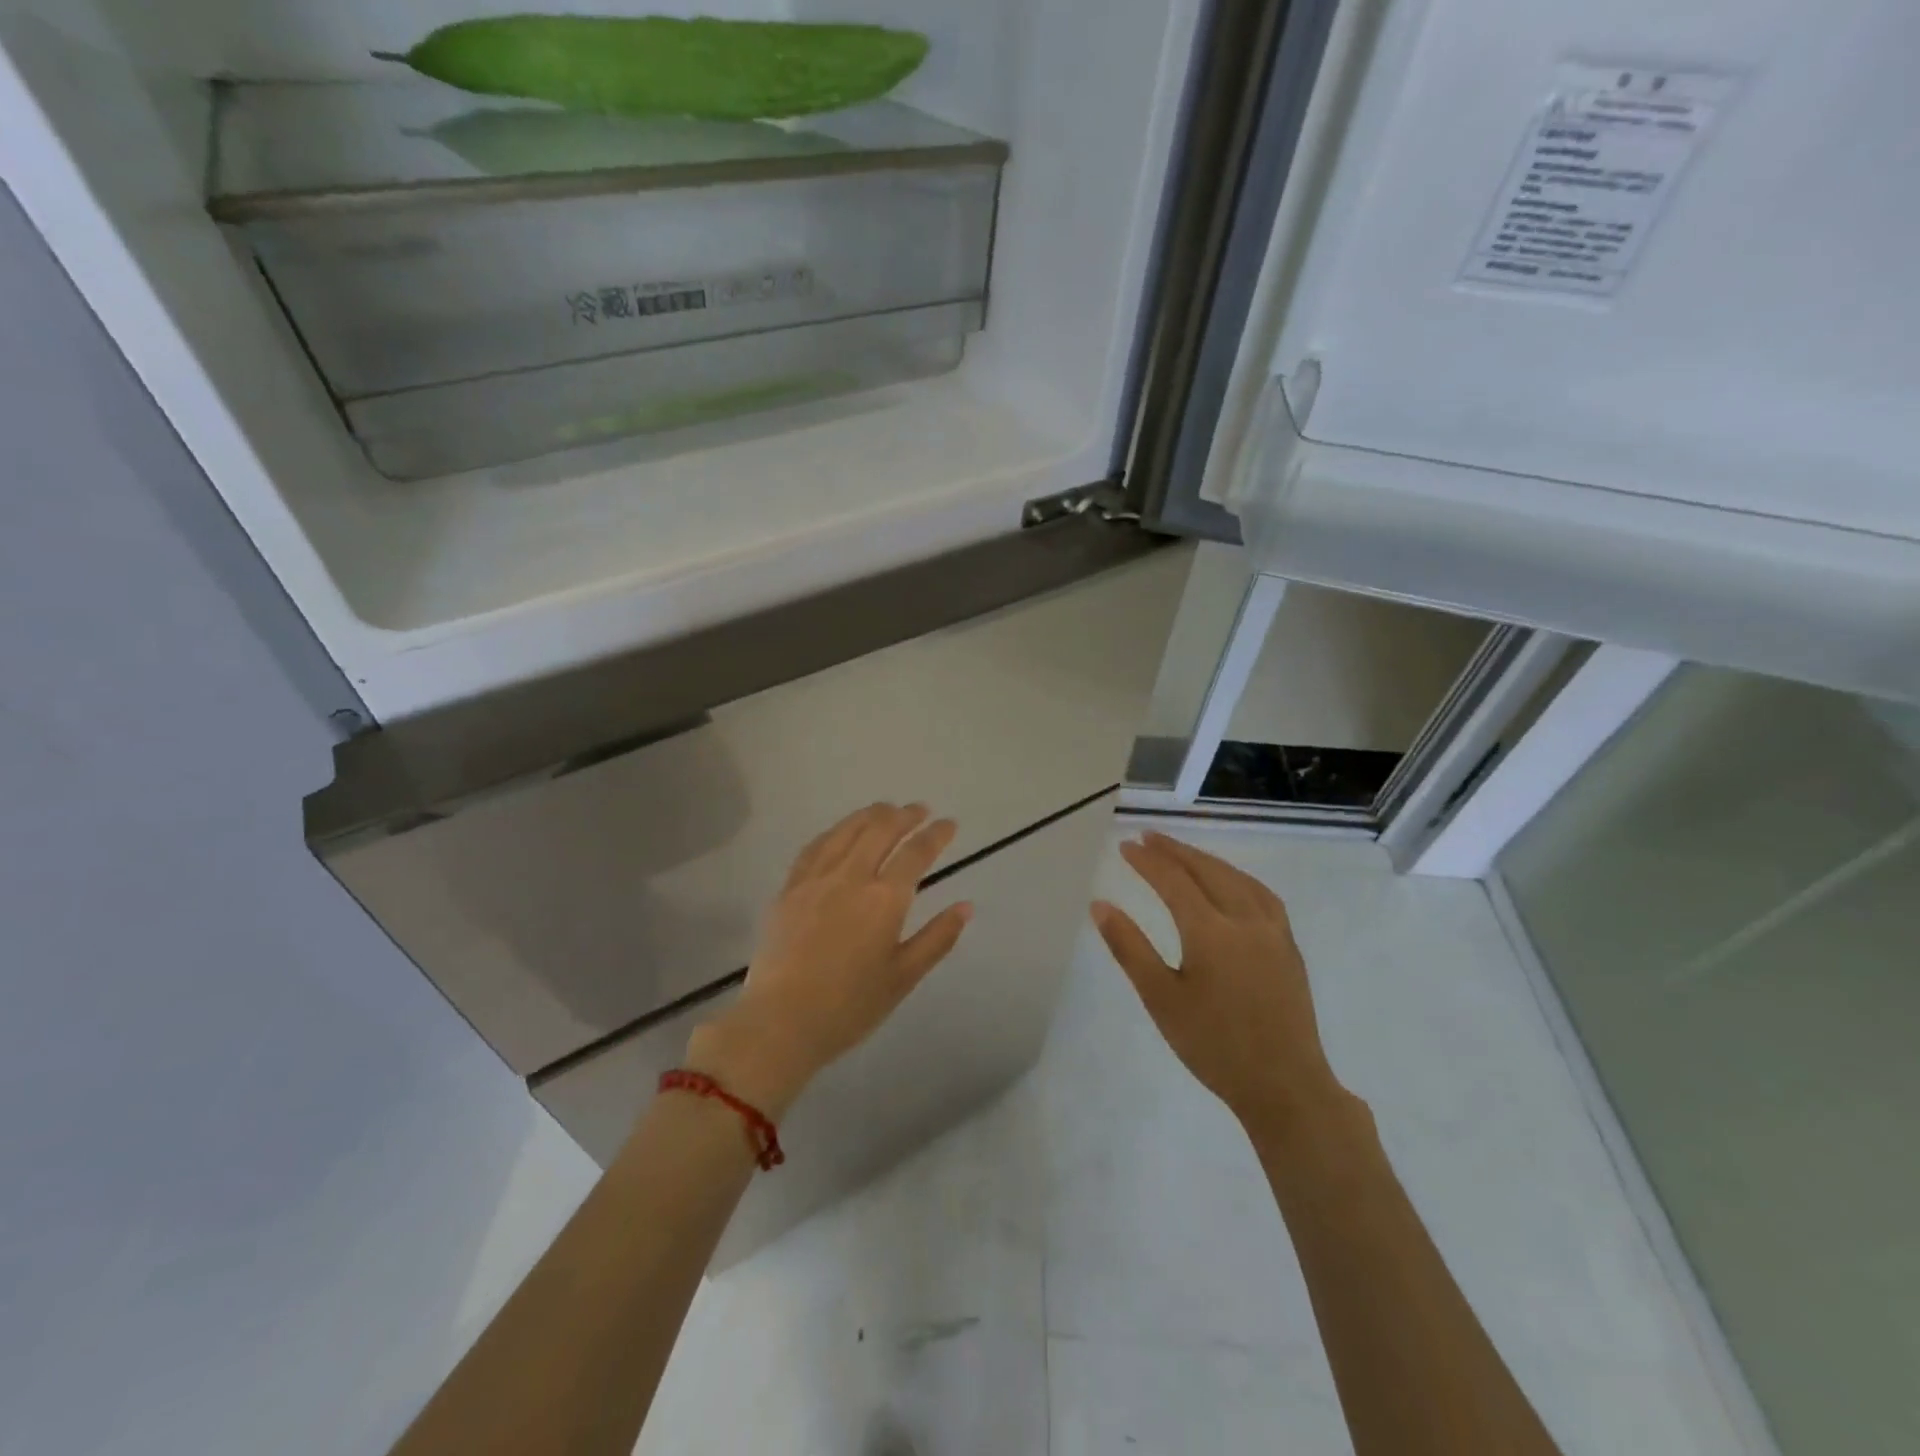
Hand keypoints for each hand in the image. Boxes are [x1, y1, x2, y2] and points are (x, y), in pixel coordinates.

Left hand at [687, 804, 971, 1116]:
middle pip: (880, 830)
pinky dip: (835, 832)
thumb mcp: (903, 977)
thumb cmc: (849, 1007)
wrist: (779, 1023)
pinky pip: (815, 847)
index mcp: (885, 899)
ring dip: (870, 815)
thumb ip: (937, 938)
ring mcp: (816, 879)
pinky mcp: (789, 889)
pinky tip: (840, 832)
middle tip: (919, 810)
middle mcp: (851, 877)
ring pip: (846, 831)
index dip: (936, 834)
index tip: (949, 824)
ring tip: (885, 809)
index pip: (916, 853)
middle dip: (904, 815)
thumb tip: (966, 906)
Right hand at [1093, 832, 1347, 1135]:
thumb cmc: (1214, 1045)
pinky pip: (1261, 894)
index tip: (1125, 846)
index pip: (1173, 881)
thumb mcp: (1161, 999)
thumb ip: (1129, 948)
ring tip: (1183, 853)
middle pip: (1207, 870)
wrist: (1285, 1086)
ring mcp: (1273, 932)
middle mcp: (1245, 920)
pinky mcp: (1289, 946)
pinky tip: (1231, 883)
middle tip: (1148, 837)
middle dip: (1175, 851)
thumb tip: (1100, 905)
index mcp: (1210, 931)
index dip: (1147, 860)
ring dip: (1206, 860)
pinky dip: (1237, 877)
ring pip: (1237, 878)